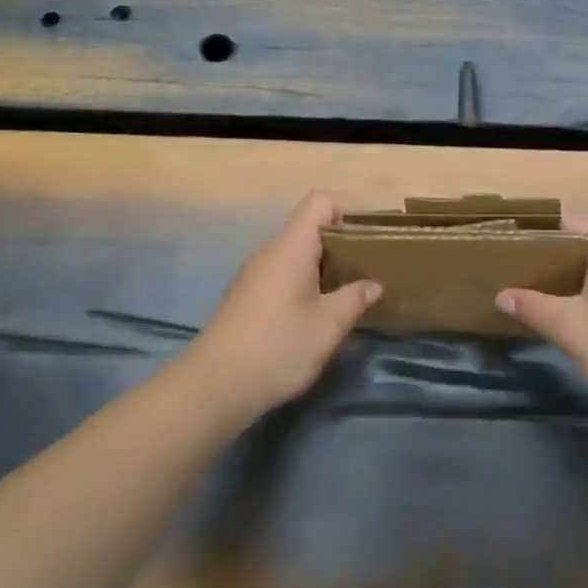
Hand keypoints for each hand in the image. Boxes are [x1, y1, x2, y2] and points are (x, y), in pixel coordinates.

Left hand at [184, 192, 380, 419]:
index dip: (348, 207)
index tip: (372, 234)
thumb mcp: (327, 326)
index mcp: (291, 247)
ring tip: (350, 291)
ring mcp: (254, 274)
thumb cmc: (278, 346)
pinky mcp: (246, 297)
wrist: (215, 385)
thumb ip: (354, 299)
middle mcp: (270, 252)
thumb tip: (373, 285)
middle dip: (342, 242)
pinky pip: (283, 274)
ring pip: (296, 254)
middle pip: (309, 228)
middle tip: (370, 266)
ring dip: (325, 266)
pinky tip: (318, 312)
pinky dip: (306, 282)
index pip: (319, 202)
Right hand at [496, 215, 587, 420]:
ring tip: (528, 286)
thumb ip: (532, 306)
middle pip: (582, 242)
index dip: (539, 228)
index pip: (571, 222)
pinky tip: (559, 309)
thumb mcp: (569, 327)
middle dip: (547, 253)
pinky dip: (582, 290)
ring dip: (564, 275)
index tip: (509, 241)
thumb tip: (501, 295)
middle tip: (512, 266)